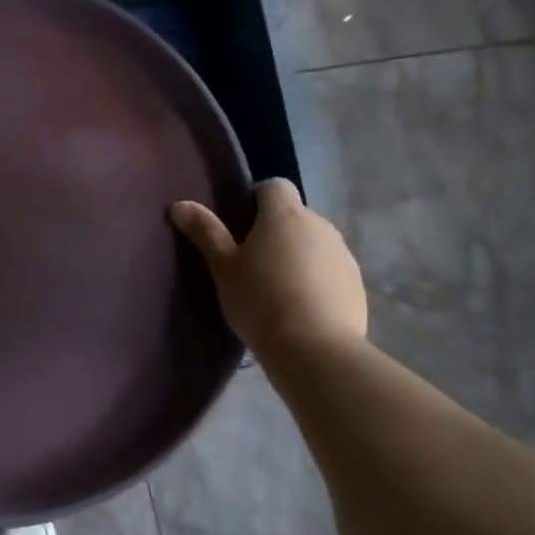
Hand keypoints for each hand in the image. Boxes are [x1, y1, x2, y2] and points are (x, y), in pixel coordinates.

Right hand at [170, 179, 365, 355]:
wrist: (315, 349)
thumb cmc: (260, 300)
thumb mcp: (222, 267)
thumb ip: (204, 232)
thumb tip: (179, 204)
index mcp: (285, 215)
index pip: (273, 186)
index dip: (255, 198)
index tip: (238, 225)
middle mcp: (320, 225)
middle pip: (294, 216)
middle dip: (274, 231)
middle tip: (248, 263)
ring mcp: (342, 255)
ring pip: (313, 244)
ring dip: (295, 255)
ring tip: (274, 289)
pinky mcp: (356, 284)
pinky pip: (329, 270)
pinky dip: (314, 280)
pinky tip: (298, 308)